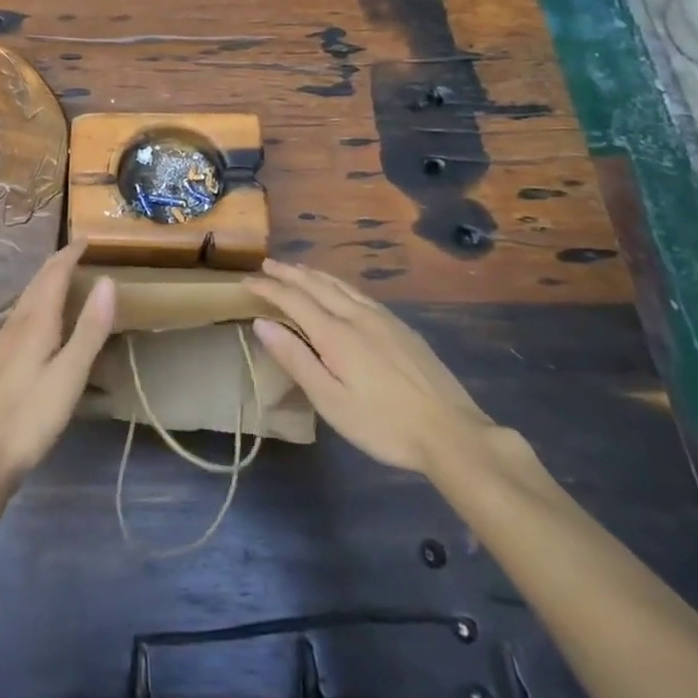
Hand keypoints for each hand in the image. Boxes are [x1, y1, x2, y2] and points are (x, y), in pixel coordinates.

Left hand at [0, 240, 114, 488]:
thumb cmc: (32, 415)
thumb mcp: (70, 374)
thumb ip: (90, 328)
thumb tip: (107, 280)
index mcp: (36, 321)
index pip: (54, 274)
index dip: (71, 254)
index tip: (88, 238)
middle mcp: (18, 323)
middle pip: (38, 282)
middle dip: (58, 262)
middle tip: (79, 251)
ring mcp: (5, 341)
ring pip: (28, 297)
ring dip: (46, 279)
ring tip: (64, 275)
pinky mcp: (1, 359)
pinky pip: (23, 312)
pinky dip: (39, 299)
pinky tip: (41, 317)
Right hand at [248, 259, 497, 477]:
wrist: (451, 433)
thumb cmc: (383, 425)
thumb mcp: (331, 402)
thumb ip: (296, 359)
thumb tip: (262, 323)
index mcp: (336, 334)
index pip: (293, 300)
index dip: (268, 289)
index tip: (246, 281)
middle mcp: (357, 316)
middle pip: (317, 285)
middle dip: (289, 274)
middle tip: (267, 265)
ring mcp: (383, 319)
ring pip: (341, 286)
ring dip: (314, 275)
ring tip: (297, 270)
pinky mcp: (401, 328)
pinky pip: (359, 293)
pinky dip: (338, 284)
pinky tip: (340, 290)